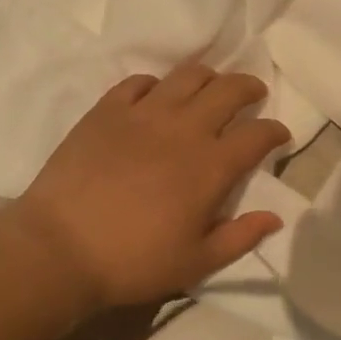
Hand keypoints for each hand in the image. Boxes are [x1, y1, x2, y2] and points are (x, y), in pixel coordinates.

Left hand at [10, 63, 292, 308]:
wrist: (60, 249)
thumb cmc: (134, 262)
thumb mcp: (196, 263)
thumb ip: (240, 237)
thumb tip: (275, 217)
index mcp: (211, 166)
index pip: (257, 135)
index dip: (275, 131)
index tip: (280, 136)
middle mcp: (183, 129)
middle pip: (228, 90)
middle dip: (249, 88)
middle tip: (253, 95)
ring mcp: (142, 114)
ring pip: (187, 76)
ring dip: (208, 77)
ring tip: (210, 87)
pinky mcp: (106, 110)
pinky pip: (139, 82)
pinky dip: (156, 85)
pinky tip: (156, 97)